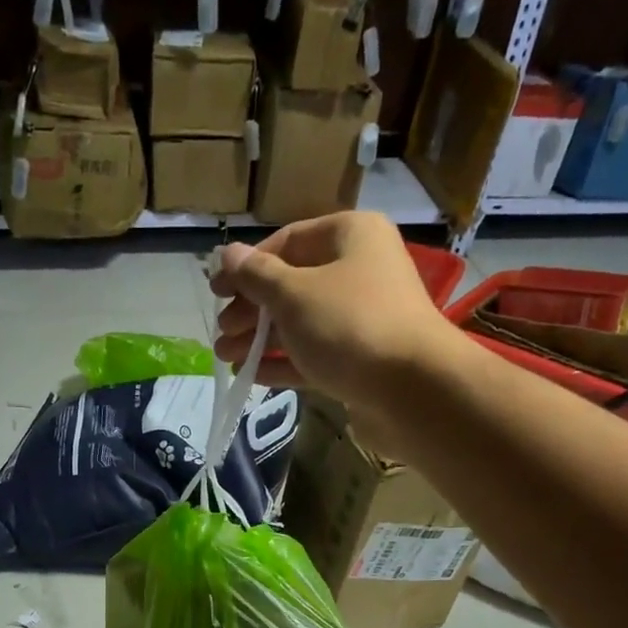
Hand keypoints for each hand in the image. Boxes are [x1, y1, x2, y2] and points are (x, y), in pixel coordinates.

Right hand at [208, 212, 469, 457]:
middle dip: (251, 310)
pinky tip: (252, 376)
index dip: (247, 266)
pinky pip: (314, 354)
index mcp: (350, 237)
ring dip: (260, 340)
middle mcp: (358, 271)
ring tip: (226, 358)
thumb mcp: (293, 294)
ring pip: (300, 323)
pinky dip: (283, 363)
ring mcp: (361, 318)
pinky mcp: (360, 360)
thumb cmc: (349, 326)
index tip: (216, 291)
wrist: (412, 390)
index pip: (287, 242)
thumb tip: (227, 255)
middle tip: (221, 332)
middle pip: (292, 285)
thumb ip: (256, 276)